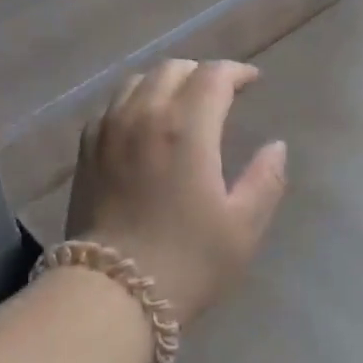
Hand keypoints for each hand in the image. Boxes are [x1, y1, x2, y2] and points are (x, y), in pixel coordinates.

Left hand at [65, 59, 289, 326]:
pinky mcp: (86, 149)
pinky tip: (143, 124)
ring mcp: (109, 129)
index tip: (252, 82)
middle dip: (202, 73)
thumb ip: (266, 180)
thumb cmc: (186, 262)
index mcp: (186, 127)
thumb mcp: (243, 227)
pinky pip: (112, 105)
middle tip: (221, 93)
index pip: (213, 75)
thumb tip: (276, 146)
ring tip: (182, 103)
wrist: (110, 294)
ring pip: (138, 81)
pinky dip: (135, 101)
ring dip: (166, 82)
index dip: (237, 72)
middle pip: (173, 69)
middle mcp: (144, 115)